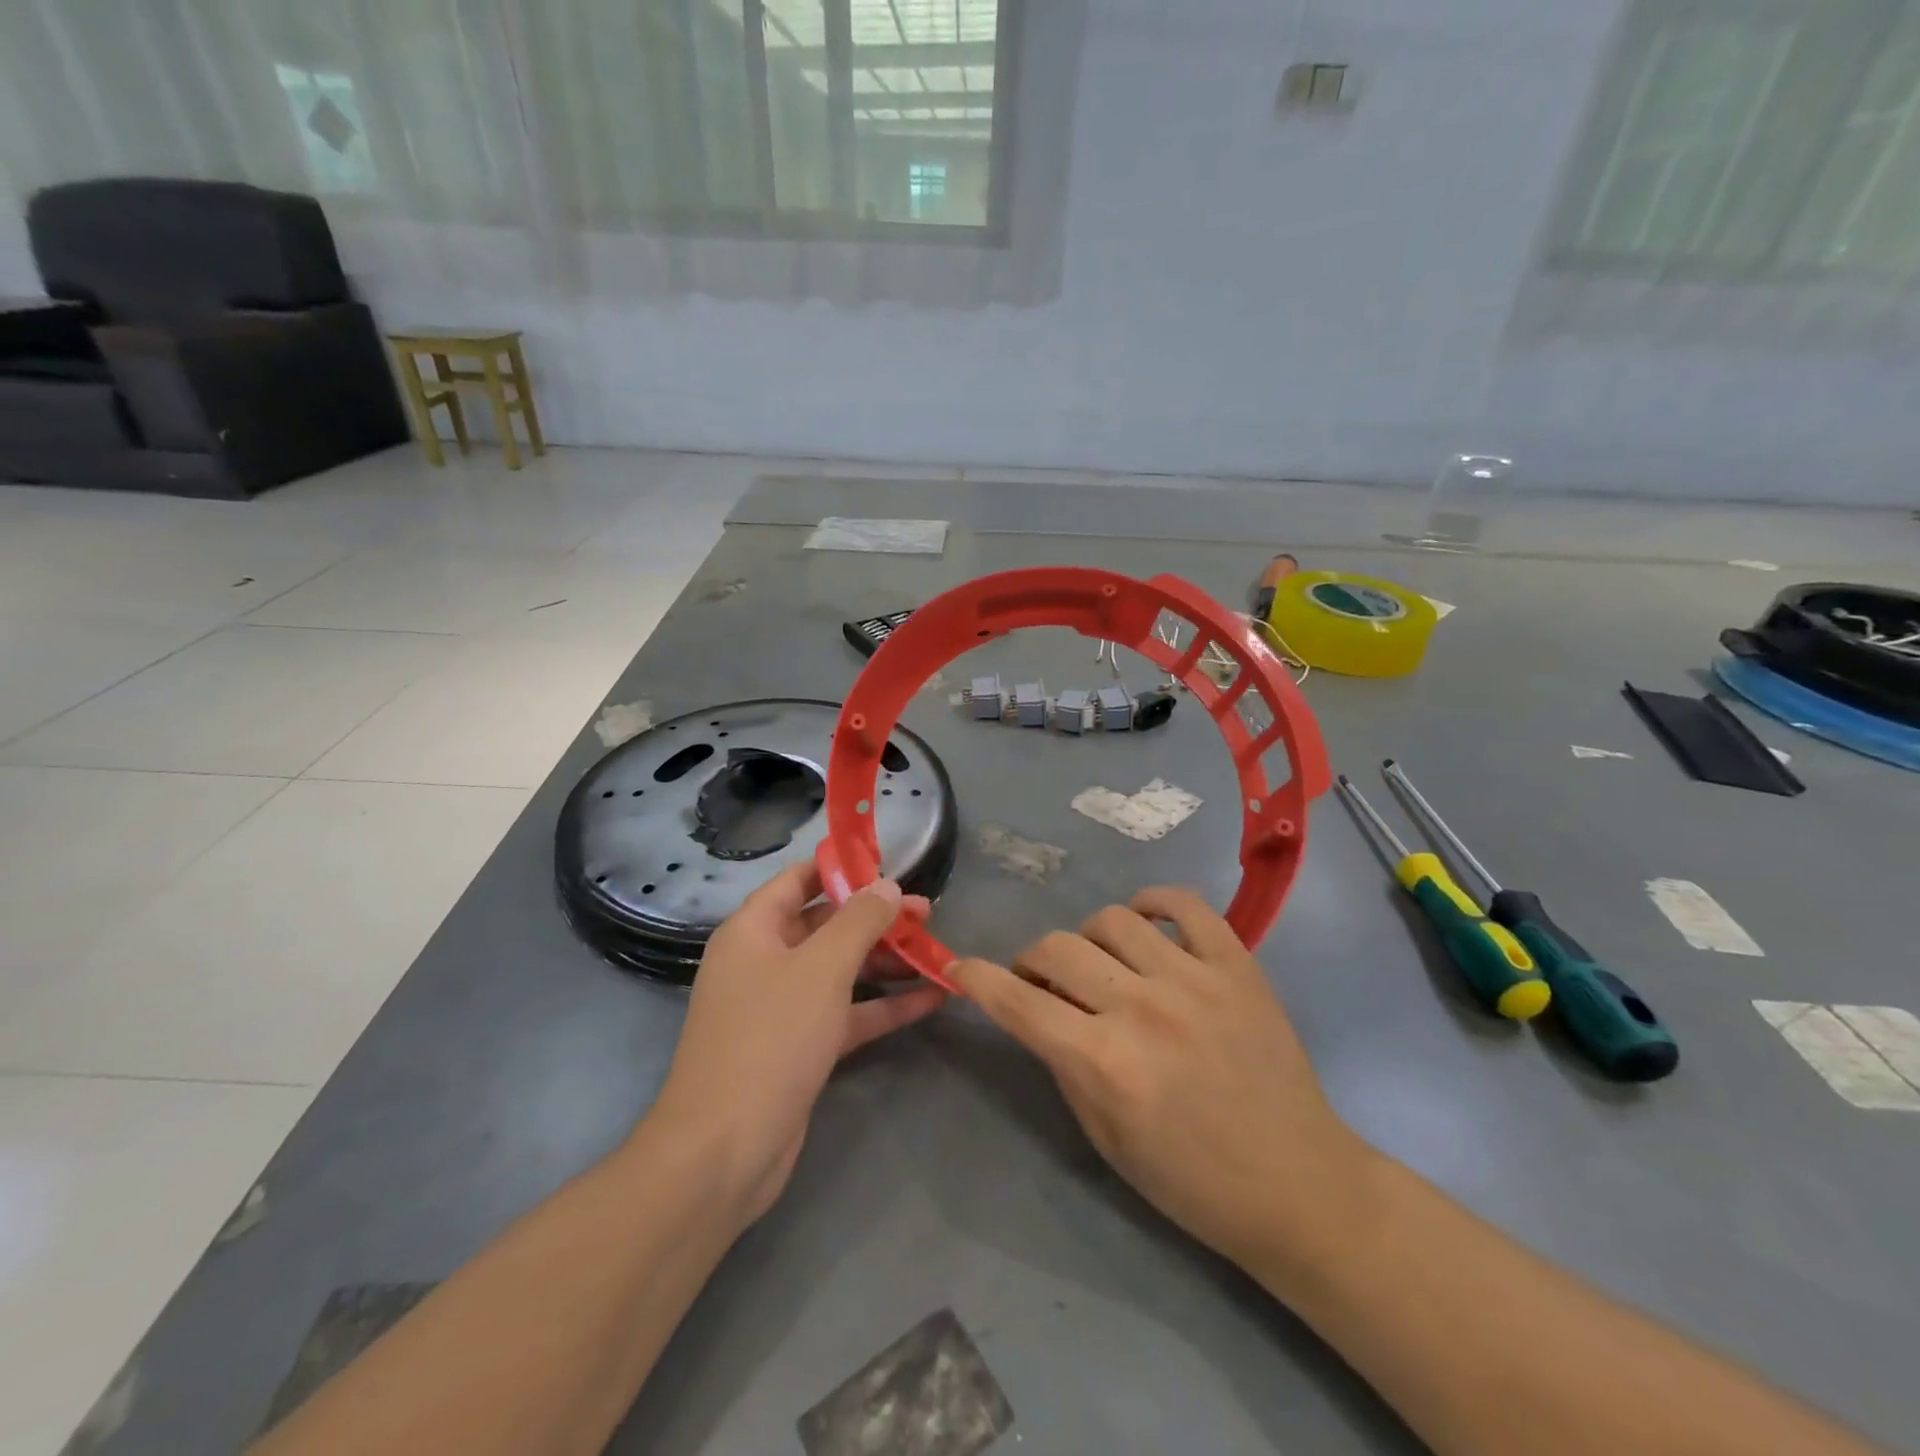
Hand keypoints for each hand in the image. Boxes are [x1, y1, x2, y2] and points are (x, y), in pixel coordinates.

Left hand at [649, 864, 945, 1225]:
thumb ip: (859, 921)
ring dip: (886, 961)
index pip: (799, 881)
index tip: (888, 864)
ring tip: (936, 952)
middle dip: (876, 918)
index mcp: (754, 931)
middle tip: (927, 913)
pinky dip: (884, 1004)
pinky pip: (847, 1012)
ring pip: (840, 970)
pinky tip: (931, 999)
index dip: (841, 869)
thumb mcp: (822, 968)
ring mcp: (782, 1007)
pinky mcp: (801, 1047)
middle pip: (826, 925)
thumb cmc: (770, 1038)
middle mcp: (764, 962)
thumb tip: (887, 886)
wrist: (726, 1150)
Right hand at [949, 887, 1362, 1269]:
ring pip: (1111, 919)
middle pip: (1057, 948)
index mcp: (1103, 1062)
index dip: (978, 980)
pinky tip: (1143, 920)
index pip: (1017, 1001)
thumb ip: (1063, 1063)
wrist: (1297, 1185)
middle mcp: (1141, 1008)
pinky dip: (1153, 901)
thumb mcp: (1105, 1137)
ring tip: (1100, 963)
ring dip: (1087, 938)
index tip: (961, 968)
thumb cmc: (1191, 1180)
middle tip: (1042, 981)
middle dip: (1032, 961)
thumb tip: (1036, 1011)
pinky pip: (1184, 904)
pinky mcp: (1236, 964)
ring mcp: (1193, 978)